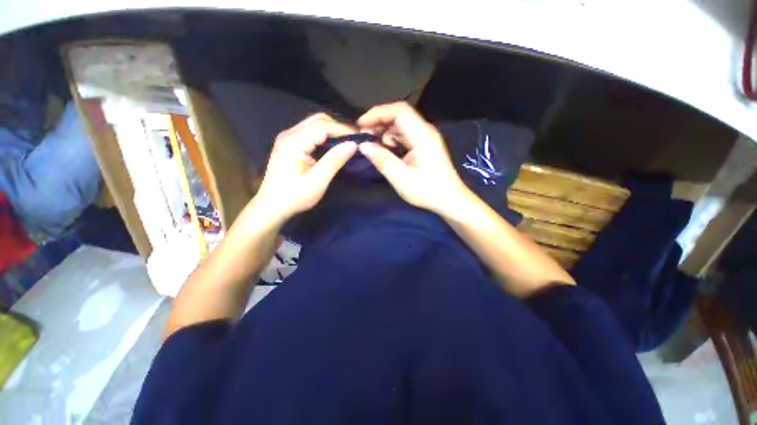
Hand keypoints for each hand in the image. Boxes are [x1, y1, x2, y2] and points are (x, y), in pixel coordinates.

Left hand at [252, 113, 356, 223]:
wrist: (271, 206)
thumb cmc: (295, 196)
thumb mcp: (317, 181)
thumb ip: (334, 160)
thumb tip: (353, 145)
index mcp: (294, 142)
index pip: (323, 126)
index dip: (344, 129)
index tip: (360, 138)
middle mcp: (289, 134)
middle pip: (318, 120)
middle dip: (339, 127)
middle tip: (355, 140)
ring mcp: (288, 137)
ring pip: (314, 124)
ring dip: (332, 131)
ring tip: (347, 142)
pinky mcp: (290, 143)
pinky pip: (310, 132)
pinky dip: (325, 135)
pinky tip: (333, 145)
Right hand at [357, 102, 469, 214]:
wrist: (450, 200)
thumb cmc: (428, 191)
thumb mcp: (401, 178)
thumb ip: (382, 160)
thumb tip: (363, 145)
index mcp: (422, 136)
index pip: (399, 111)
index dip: (378, 113)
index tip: (361, 125)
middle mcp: (425, 131)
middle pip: (399, 116)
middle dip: (379, 123)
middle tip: (363, 137)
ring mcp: (426, 138)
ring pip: (401, 126)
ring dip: (385, 133)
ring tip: (372, 146)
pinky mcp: (424, 145)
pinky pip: (405, 136)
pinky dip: (392, 140)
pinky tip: (386, 152)